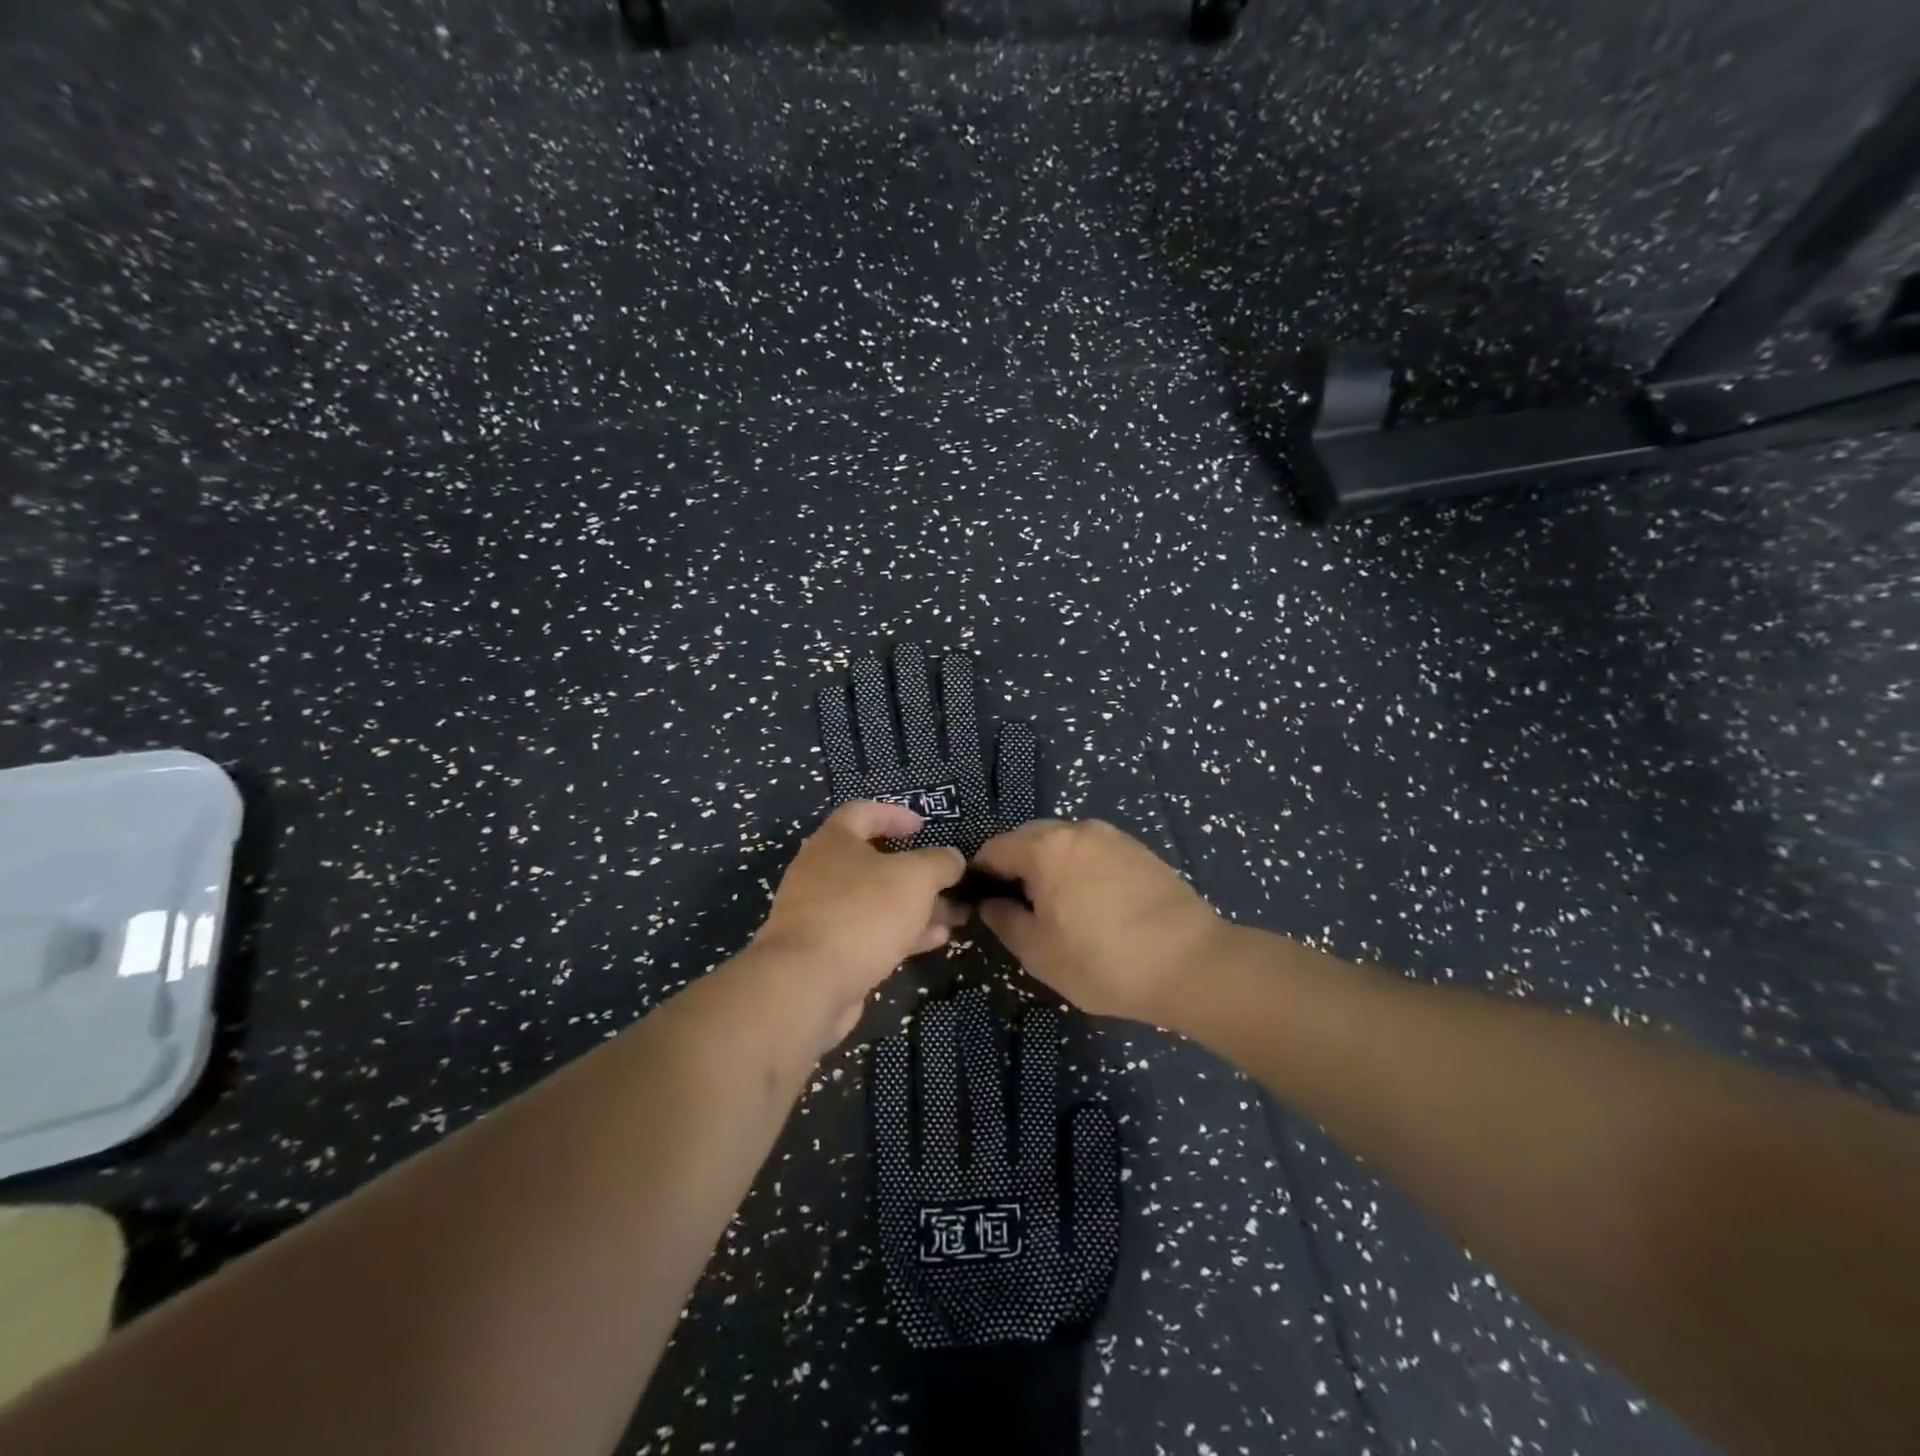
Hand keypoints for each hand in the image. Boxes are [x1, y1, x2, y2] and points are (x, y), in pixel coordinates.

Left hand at [751, 801, 966, 1044]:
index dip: (894, 815)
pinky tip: (936, 941)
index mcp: (833, 841)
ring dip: (914, 906)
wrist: (807, 984)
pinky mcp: (825, 953)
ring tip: (954, 914)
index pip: (862, 812)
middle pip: (872, 861)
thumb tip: (952, 859)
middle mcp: (820, 872)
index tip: (923, 827)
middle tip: (947, 879)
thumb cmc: (863, 913)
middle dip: (914, 871)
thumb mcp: (915, 877)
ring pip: (874, 901)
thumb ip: (940, 862)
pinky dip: (901, 932)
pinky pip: (868, 932)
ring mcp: (820, 914)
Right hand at [972, 819, 1233, 1023]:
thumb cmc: (1104, 961)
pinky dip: (1079, 867)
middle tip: (1017, 906)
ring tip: (1056, 906)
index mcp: (1045, 848)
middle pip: (1028, 837)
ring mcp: (1112, 836)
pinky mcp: (1138, 849)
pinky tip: (1091, 902)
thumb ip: (1004, 921)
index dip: (979, 873)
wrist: (1191, 962)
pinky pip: (1093, 850)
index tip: (979, 901)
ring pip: (1063, 842)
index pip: (994, 848)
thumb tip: (990, 903)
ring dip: (1049, 865)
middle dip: (1015, 865)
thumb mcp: (1039, 953)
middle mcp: (1076, 830)